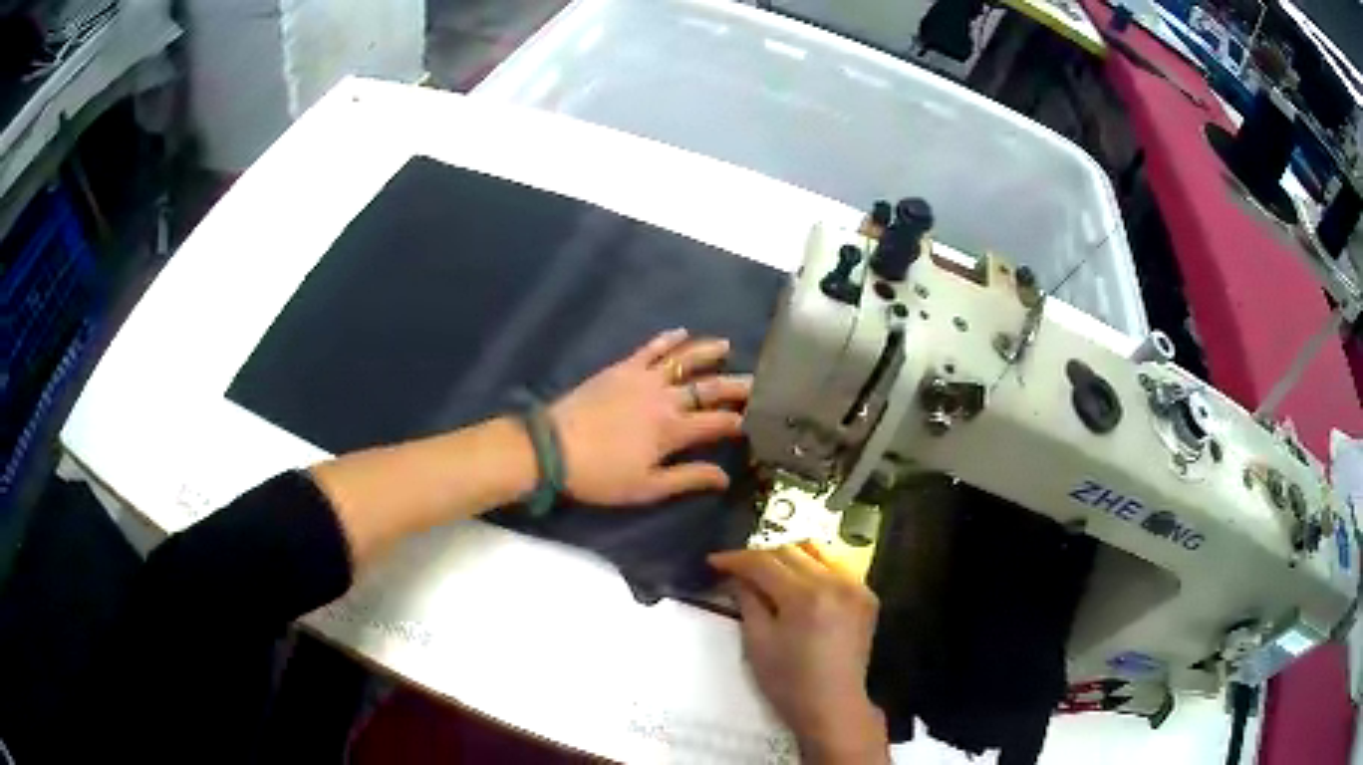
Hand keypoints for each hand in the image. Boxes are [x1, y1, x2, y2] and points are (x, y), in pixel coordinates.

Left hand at [549, 329, 750, 505]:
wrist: (553, 448)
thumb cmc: (601, 475)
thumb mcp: (646, 488)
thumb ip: (688, 478)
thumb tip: (724, 477)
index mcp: (673, 430)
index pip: (718, 422)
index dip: (740, 422)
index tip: (756, 421)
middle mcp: (665, 398)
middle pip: (709, 388)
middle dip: (736, 386)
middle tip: (757, 382)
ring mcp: (643, 378)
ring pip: (684, 359)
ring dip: (707, 352)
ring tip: (727, 346)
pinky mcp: (622, 368)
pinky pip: (651, 348)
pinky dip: (668, 339)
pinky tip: (682, 333)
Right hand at [709, 544, 888, 764]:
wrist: (833, 705)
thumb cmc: (788, 682)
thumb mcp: (757, 642)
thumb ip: (747, 601)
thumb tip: (737, 577)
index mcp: (805, 596)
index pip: (765, 563)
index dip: (736, 559)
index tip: (714, 562)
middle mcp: (835, 582)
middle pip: (791, 552)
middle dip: (760, 557)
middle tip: (737, 569)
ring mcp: (856, 587)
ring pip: (817, 553)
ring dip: (788, 557)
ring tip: (767, 573)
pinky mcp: (867, 597)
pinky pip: (836, 568)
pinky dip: (814, 568)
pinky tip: (800, 584)